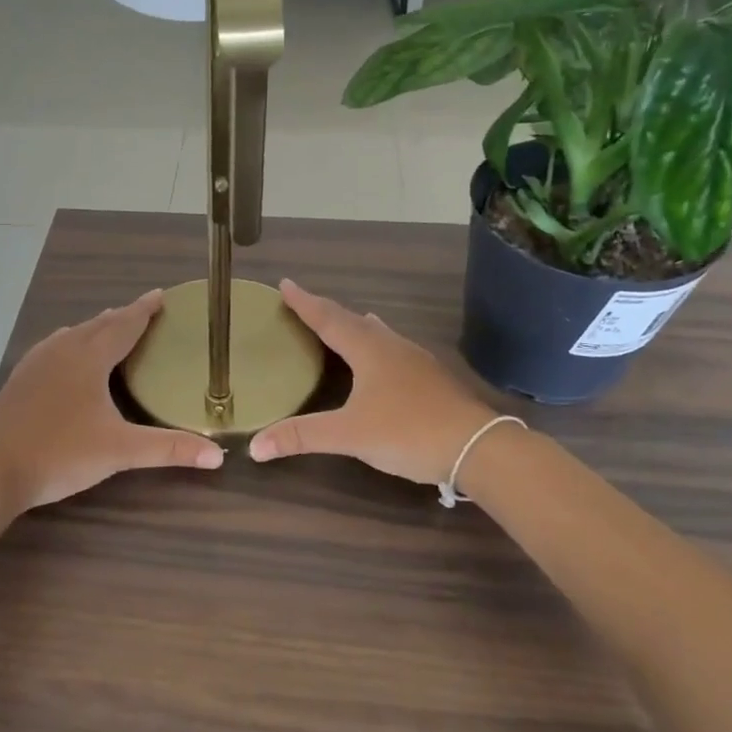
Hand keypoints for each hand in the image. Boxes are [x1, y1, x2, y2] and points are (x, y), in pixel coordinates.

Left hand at [0, 289, 224, 513]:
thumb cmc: (61, 454)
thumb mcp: (120, 451)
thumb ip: (169, 449)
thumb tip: (218, 455)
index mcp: (89, 358)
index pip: (124, 324)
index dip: (144, 310)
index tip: (161, 295)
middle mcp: (62, 350)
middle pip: (99, 324)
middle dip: (123, 316)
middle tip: (145, 312)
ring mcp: (37, 362)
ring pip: (74, 334)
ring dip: (96, 328)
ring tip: (112, 327)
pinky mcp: (21, 378)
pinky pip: (55, 347)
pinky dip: (73, 342)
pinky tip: (69, 355)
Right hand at [250, 280, 494, 485]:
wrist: (477, 447)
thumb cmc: (407, 432)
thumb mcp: (349, 435)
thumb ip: (302, 437)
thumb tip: (254, 447)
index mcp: (368, 350)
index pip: (328, 319)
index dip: (304, 302)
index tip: (285, 284)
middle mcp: (391, 346)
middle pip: (352, 321)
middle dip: (326, 311)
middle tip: (305, 303)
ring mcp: (416, 361)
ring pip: (378, 333)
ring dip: (356, 325)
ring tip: (345, 321)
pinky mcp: (431, 379)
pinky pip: (393, 349)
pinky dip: (376, 344)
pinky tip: (383, 357)